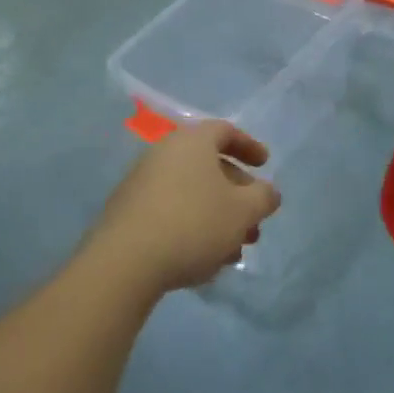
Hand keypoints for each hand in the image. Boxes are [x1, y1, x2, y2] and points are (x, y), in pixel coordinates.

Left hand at [86, 122, 281, 296]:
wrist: (125, 261)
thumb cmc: (193, 223)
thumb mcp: (242, 211)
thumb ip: (263, 197)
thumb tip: (268, 192)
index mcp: (192, 141)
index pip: (225, 131)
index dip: (249, 146)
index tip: (265, 165)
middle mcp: (164, 153)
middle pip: (209, 167)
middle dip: (237, 196)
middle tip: (254, 223)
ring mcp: (142, 182)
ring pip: (191, 194)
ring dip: (217, 217)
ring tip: (234, 251)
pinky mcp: (129, 212)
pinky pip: (171, 211)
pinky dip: (193, 227)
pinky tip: (205, 260)